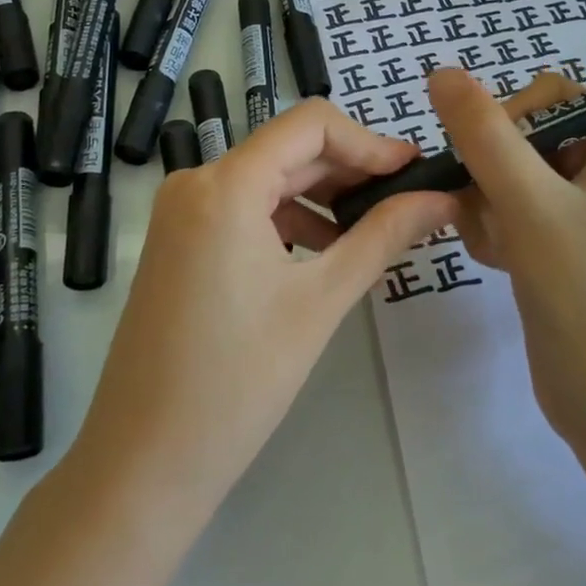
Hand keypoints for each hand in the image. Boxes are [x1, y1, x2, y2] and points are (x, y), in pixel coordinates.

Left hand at [74, 100, 458, 526]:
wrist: (144, 461)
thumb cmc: (238, 380)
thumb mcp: (321, 300)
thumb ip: (383, 235)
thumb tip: (441, 198)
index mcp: (226, 184)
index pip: (311, 124)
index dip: (369, 141)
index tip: (414, 171)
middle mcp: (196, 182)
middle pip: (289, 150)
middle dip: (351, 170)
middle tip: (408, 200)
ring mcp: (181, 213)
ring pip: (268, 180)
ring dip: (322, 196)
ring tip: (372, 231)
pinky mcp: (178, 242)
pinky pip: (243, 209)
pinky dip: (288, 219)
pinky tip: (322, 253)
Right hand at [426, 68, 585, 462]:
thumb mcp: (531, 205)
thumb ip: (485, 135)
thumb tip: (441, 72)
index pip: (551, 97)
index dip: (507, 119)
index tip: (482, 161)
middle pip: (523, 139)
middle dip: (491, 174)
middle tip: (488, 214)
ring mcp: (583, 216)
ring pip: (509, 180)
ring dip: (486, 206)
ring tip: (495, 246)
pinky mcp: (561, 251)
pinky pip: (512, 216)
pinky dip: (495, 231)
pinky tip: (497, 262)